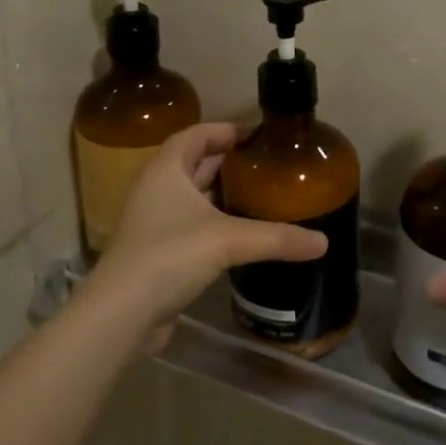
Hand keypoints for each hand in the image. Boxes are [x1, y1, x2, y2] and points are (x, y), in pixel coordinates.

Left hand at [80, 123, 326, 351]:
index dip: (228, 130)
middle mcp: (156, 187)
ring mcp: (153, 220)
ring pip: (192, 195)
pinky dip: (214, 222)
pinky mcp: (156, 250)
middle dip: (229, 162)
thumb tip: (323, 242)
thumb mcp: (228, 240)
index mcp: (166, 168)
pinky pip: (190, 224)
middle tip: (268, 166)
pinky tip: (241, 234)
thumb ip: (276, 238)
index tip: (261, 136)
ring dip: (221, 193)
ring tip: (261, 195)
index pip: (198, 133)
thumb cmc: (169, 256)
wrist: (122, 314)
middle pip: (195, 162)